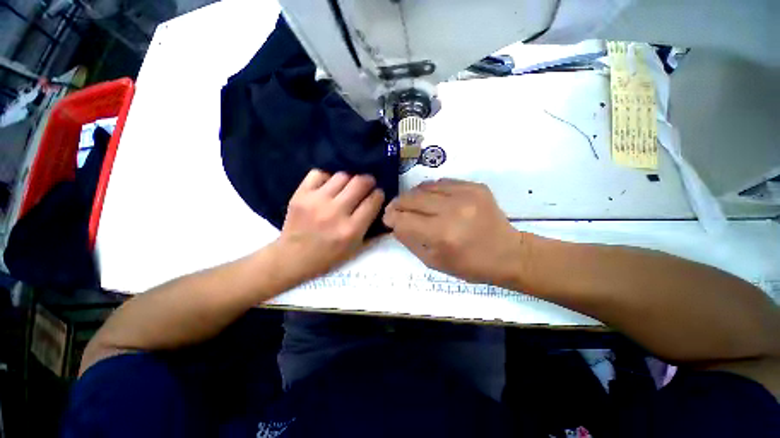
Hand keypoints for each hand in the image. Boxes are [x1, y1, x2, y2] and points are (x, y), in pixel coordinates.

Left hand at [273, 169, 384, 282]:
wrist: (293, 257)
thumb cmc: (329, 256)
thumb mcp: (356, 249)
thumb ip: (372, 229)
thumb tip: (382, 207)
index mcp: (351, 229)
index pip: (373, 201)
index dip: (378, 194)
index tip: (377, 194)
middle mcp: (335, 212)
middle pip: (359, 183)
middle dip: (368, 181)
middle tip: (367, 184)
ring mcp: (316, 201)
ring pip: (342, 175)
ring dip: (349, 179)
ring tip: (347, 185)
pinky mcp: (300, 195)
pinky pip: (319, 173)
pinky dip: (327, 177)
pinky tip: (329, 185)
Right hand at [383, 179, 525, 285]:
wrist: (508, 253)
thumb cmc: (470, 265)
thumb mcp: (434, 262)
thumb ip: (410, 241)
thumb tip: (395, 223)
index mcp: (442, 235)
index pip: (404, 220)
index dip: (391, 218)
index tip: (388, 219)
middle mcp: (452, 211)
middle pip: (412, 199)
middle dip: (398, 204)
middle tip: (395, 209)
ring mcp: (466, 194)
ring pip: (425, 187)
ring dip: (413, 196)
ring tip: (412, 204)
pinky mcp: (475, 186)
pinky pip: (442, 183)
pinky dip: (432, 190)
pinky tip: (432, 199)